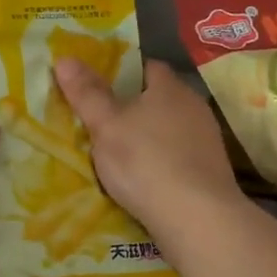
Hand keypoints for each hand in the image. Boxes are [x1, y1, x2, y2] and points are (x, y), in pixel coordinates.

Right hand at [53, 58, 243, 244]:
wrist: (197, 218)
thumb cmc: (145, 161)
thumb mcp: (105, 125)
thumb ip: (86, 93)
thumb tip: (65, 58)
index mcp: (170, 88)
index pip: (146, 67)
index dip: (122, 72)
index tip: (99, 86)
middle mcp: (194, 107)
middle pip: (159, 98)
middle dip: (133, 106)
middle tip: (102, 120)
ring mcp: (207, 140)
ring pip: (170, 128)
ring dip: (148, 136)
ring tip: (119, 152)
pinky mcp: (211, 171)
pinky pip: (179, 155)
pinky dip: (161, 161)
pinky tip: (144, 178)